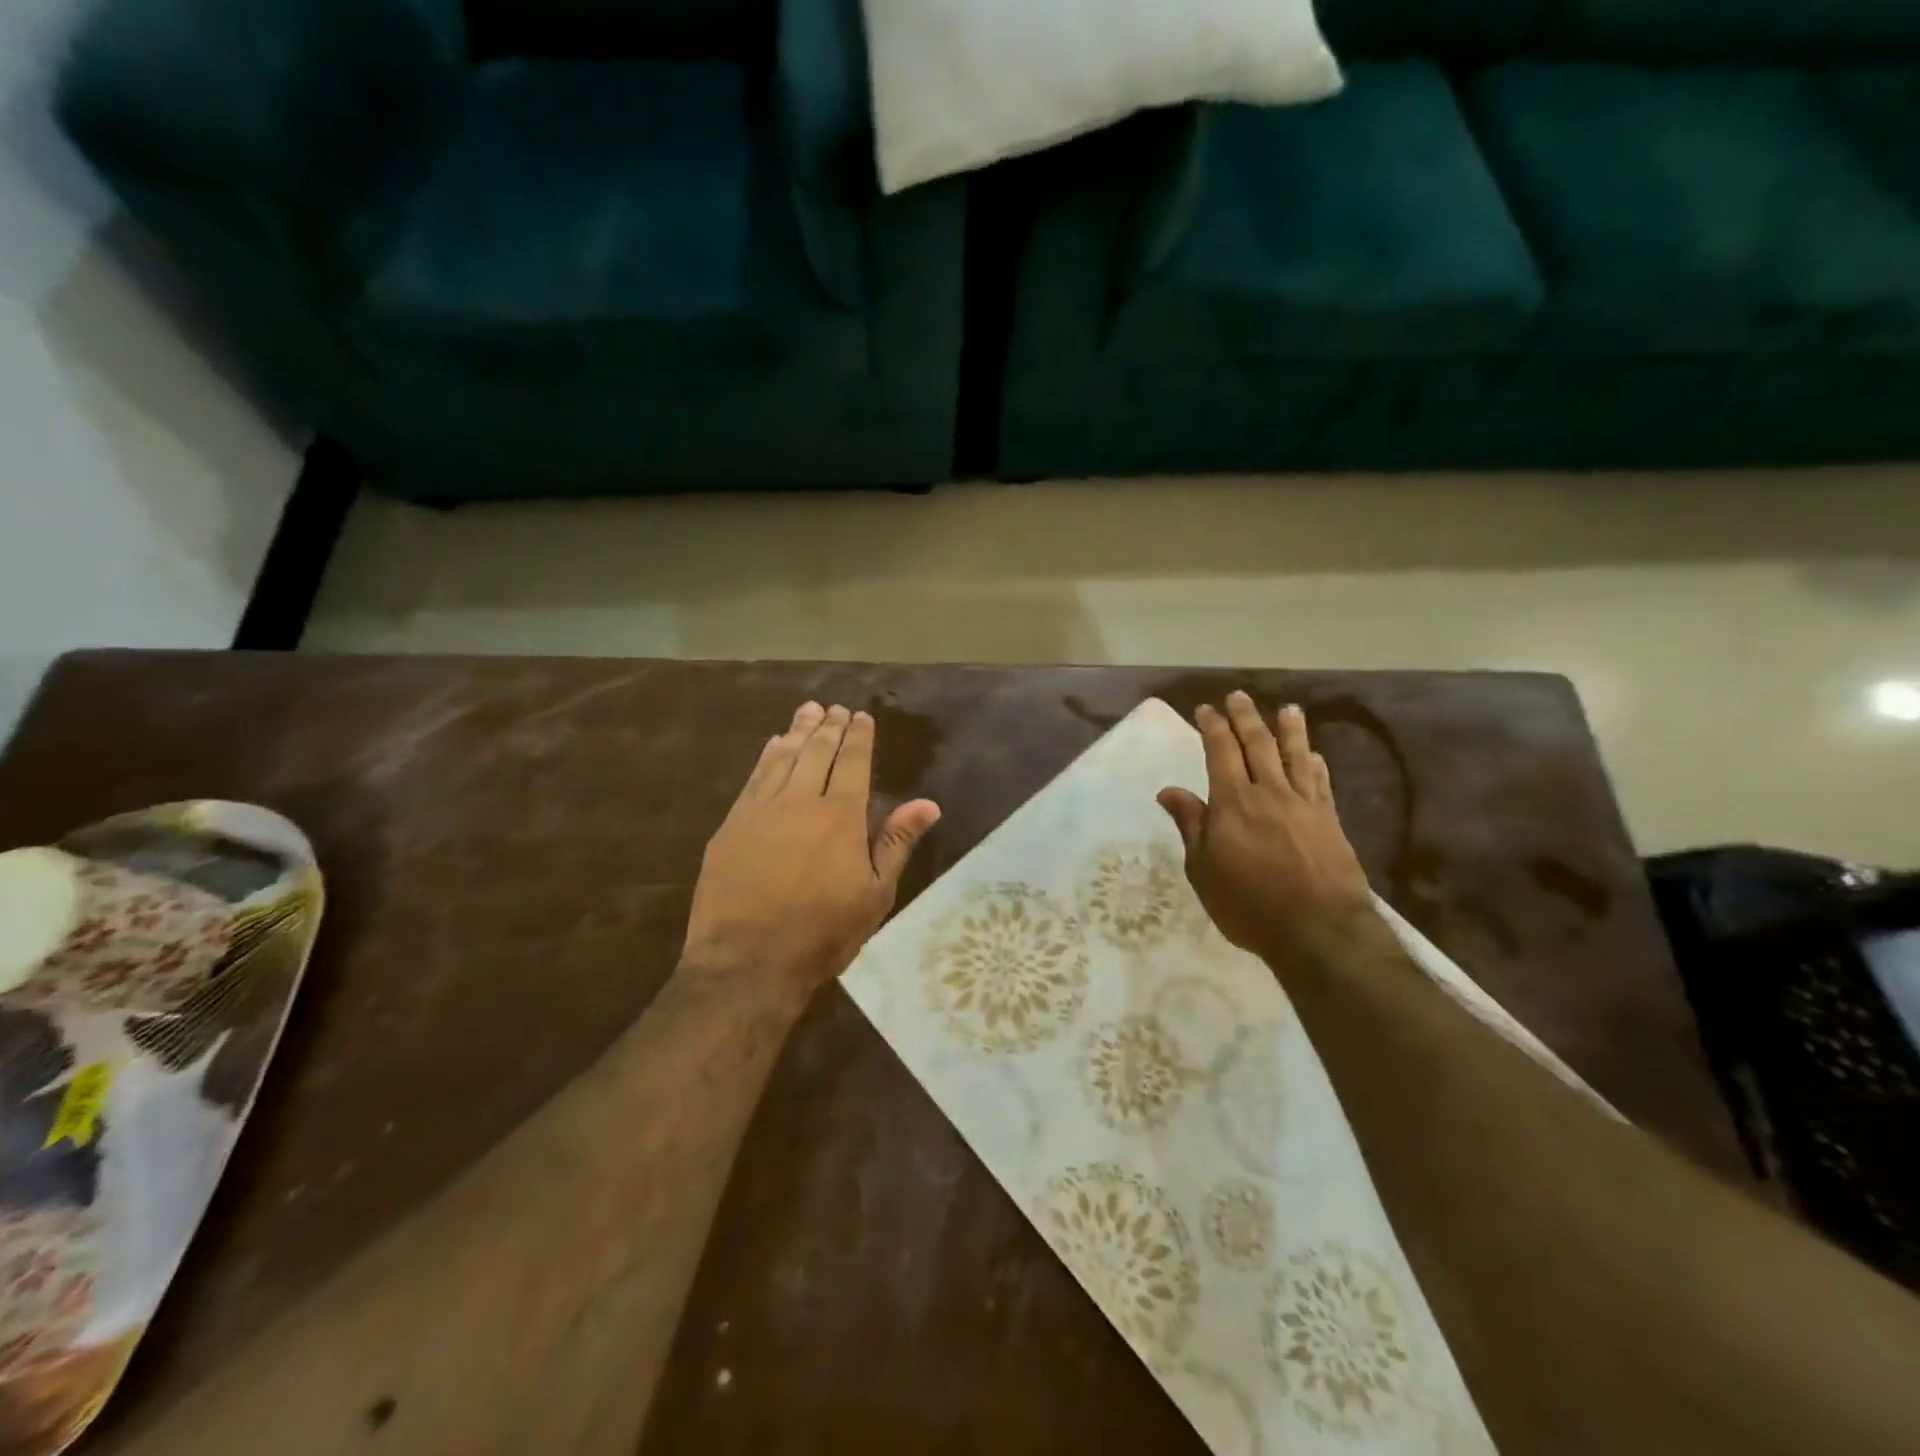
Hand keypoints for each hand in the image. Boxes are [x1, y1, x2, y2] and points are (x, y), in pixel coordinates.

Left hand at [682, 702, 940, 995]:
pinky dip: (767, 757)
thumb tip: (928, 804)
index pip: (852, 763)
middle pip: (816, 752)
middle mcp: (800, 801)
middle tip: (834, 707)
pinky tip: (773, 746)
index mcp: (840, 817)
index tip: (862, 717)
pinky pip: (753, 778)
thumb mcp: (874, 895)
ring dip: (798, 731)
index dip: (858, 737)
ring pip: (783, 758)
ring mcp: (760, 810)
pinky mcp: (731, 825)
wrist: (747, 961)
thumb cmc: (822, 933)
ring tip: (808, 711)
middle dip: (828, 726)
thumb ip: (897, 843)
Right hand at [1158, 693, 1380, 970]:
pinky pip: (1321, 784)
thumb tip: (1168, 790)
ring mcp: (1304, 805)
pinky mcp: (1330, 821)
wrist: (1318, 930)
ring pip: (1295, 757)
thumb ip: (1191, 825)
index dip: (1213, 728)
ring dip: (1290, 731)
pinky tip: (1314, 756)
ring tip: (1288, 710)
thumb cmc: (1248, 904)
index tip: (1206, 709)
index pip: (1221, 753)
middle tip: (1239, 696)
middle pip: (1258, 745)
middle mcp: (1269, 793)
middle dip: (1246, 718)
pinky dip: (1316, 765)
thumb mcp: (1204, 870)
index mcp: (1233, 803)